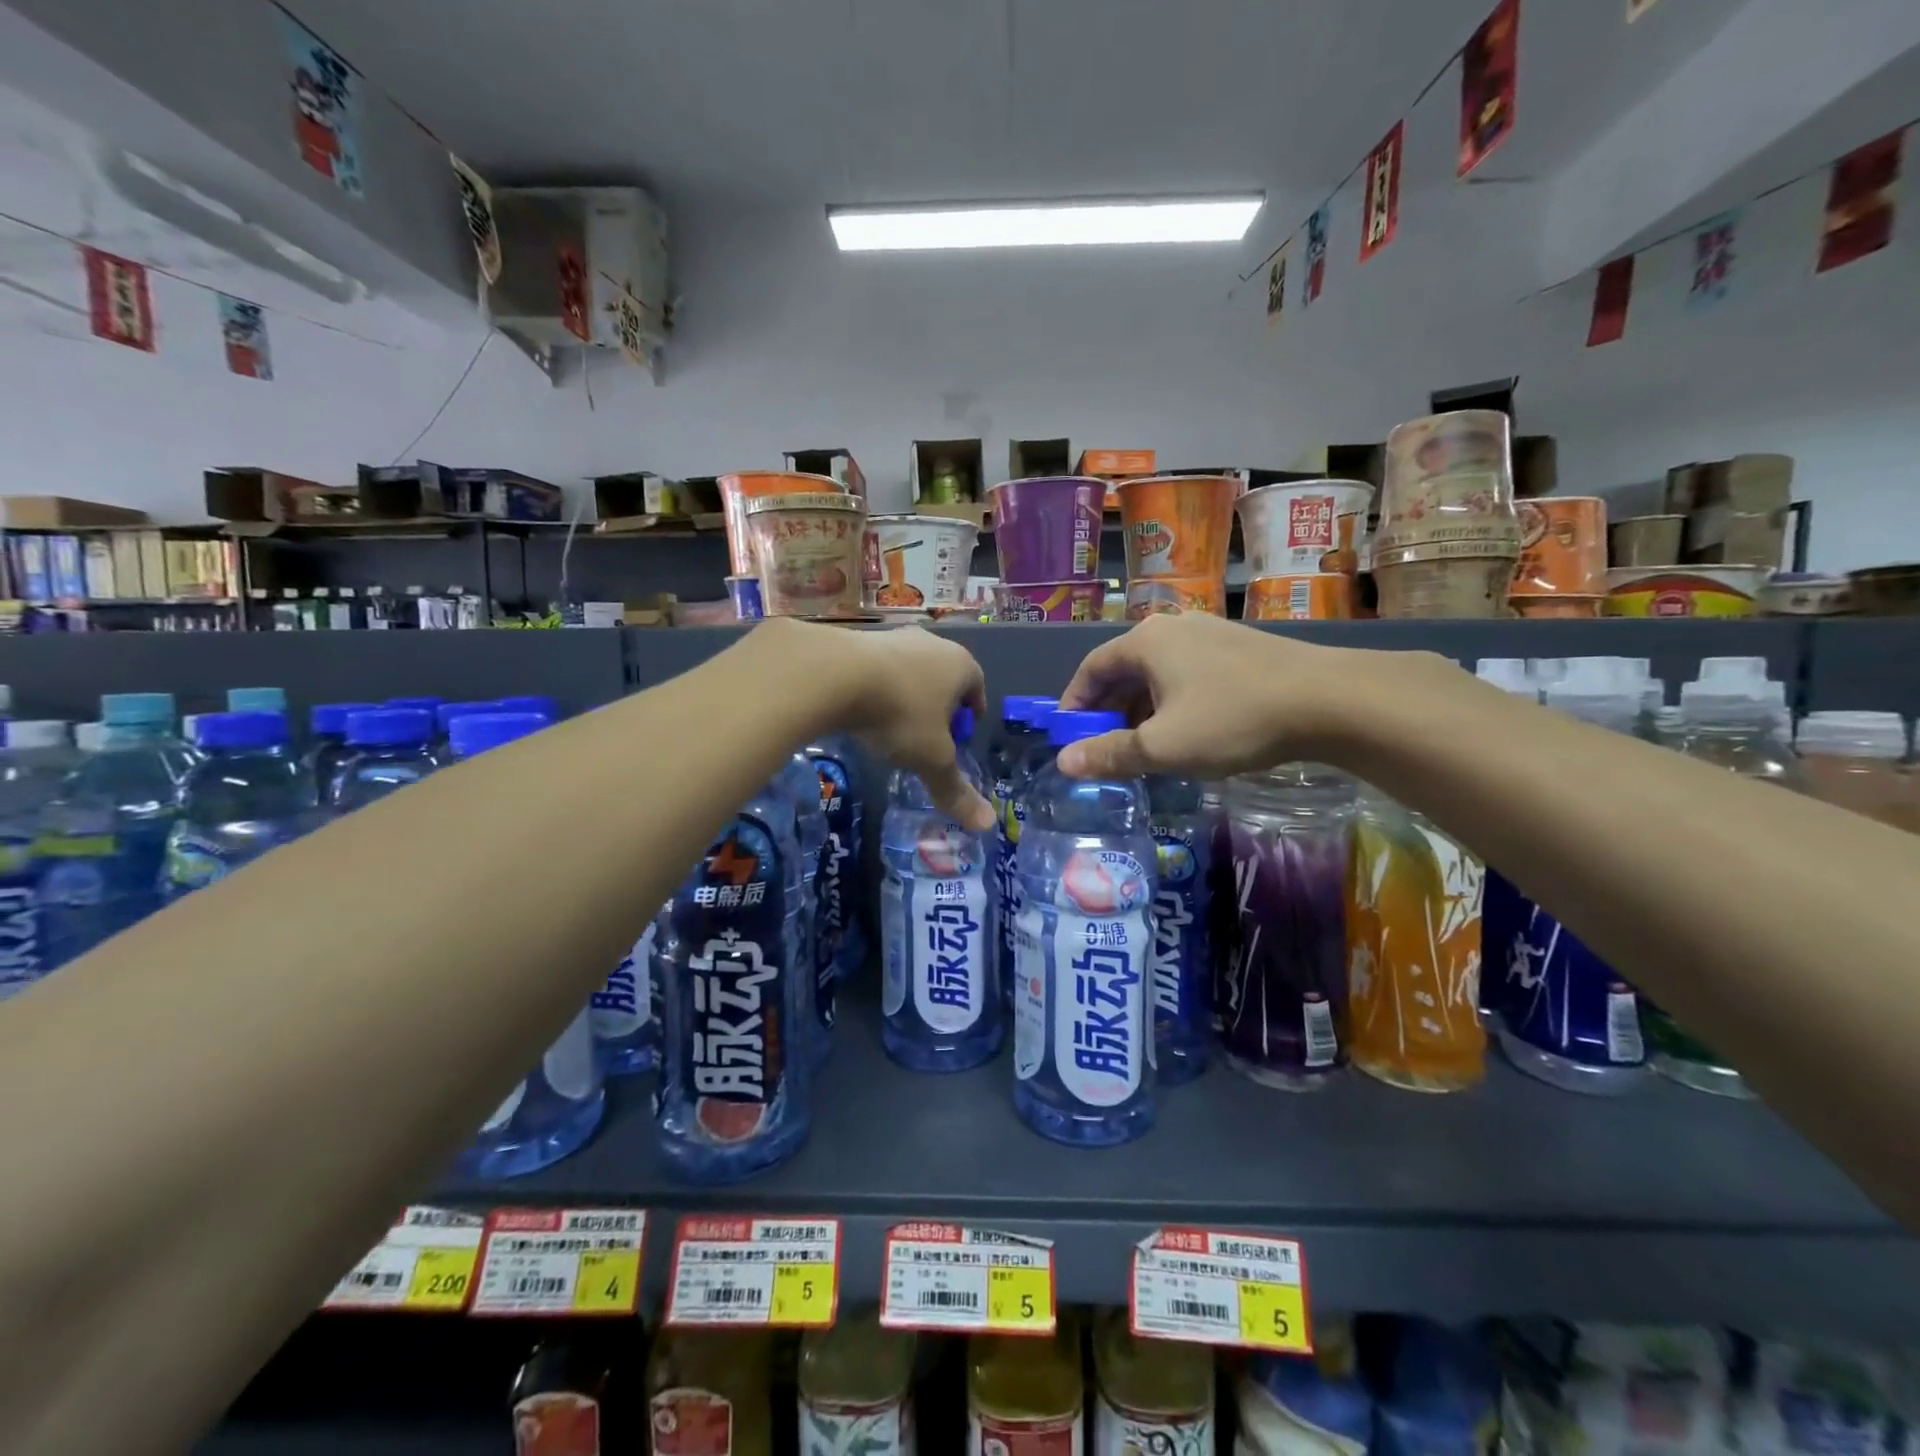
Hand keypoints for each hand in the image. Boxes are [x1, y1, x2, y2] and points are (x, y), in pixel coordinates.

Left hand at [762, 621, 992, 829]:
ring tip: (891, 729)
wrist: (834, 674)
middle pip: (944, 680)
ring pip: (910, 673)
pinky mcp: (860, 640)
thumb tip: (986, 824)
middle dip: (939, 708)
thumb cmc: (900, 713)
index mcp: (961, 665)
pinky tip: (861, 712)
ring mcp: (895, 637)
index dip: (970, 717)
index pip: (978, 689)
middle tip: (927, 739)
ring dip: (906, 697)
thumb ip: (955, 789)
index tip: (958, 741)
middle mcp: (933, 644)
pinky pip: (878, 670)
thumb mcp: (931, 759)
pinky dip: (877, 689)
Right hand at [1053, 614, 1393, 780]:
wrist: (1328, 700)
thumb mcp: (1163, 746)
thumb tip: (1063, 762)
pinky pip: (1188, 673)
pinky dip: (1173, 701)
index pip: (1091, 669)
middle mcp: (1172, 627)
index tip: (1069, 736)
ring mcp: (1209, 633)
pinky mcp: (1239, 647)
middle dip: (1109, 710)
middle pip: (1124, 669)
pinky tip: (1187, 730)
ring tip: (1145, 746)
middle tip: (1104, 747)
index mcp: (1145, 642)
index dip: (1074, 704)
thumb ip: (1110, 753)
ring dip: (1142, 708)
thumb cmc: (1232, 719)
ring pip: (1158, 673)